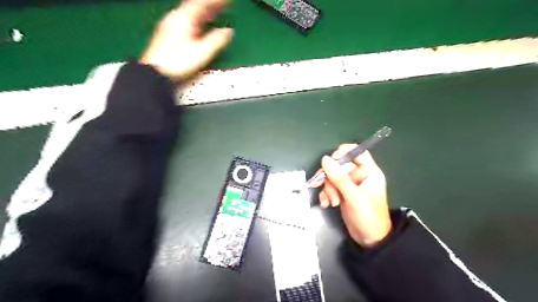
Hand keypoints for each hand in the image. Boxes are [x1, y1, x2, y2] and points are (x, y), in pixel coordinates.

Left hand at [138, 0, 233, 79]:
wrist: (155, 73)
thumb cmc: (178, 63)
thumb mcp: (201, 52)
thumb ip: (216, 40)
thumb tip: (229, 31)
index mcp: (184, 19)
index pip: (202, 3)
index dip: (216, 1)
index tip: (228, 0)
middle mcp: (176, 18)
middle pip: (196, 6)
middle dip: (211, 5)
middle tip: (224, 5)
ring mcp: (171, 25)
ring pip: (191, 13)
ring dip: (205, 12)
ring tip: (216, 12)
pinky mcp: (169, 34)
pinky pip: (187, 21)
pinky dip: (198, 20)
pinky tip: (202, 25)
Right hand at [312, 144, 390, 247]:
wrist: (369, 240)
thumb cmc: (368, 216)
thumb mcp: (353, 196)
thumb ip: (339, 177)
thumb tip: (325, 159)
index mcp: (369, 172)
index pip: (357, 152)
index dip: (344, 153)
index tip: (331, 161)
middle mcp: (358, 176)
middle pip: (339, 166)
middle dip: (331, 178)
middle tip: (329, 189)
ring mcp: (349, 185)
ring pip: (332, 177)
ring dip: (328, 189)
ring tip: (332, 201)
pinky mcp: (341, 193)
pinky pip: (329, 187)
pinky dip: (326, 194)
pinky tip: (326, 203)